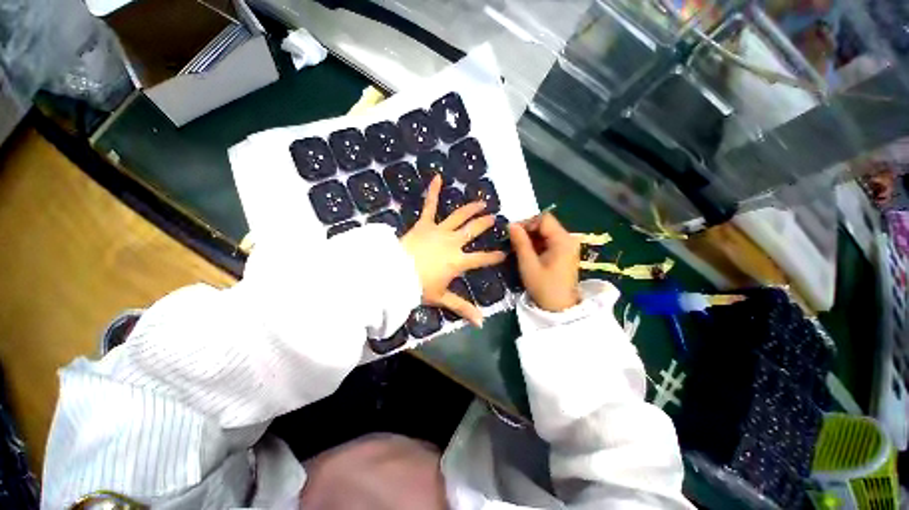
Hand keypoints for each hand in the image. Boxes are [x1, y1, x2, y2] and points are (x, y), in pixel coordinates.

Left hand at [400, 176, 505, 325]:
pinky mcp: (424, 224)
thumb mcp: (442, 298)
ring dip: (471, 208)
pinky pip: (429, 206)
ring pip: (459, 216)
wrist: (395, 274)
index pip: (482, 259)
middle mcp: (453, 243)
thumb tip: (481, 323)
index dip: (494, 256)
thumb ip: (462, 308)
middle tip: (494, 218)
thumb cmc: (418, 287)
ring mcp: (439, 231)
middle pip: (474, 231)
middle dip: (485, 224)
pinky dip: (433, 191)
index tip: (505, 252)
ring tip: (482, 201)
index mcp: (458, 261)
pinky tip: (437, 177)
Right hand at [508, 213, 580, 311]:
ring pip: (546, 233)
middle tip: (513, 240)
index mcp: (562, 240)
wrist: (559, 308)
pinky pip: (548, 241)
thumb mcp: (528, 264)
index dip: (527, 222)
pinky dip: (537, 244)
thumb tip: (511, 225)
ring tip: (518, 247)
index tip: (512, 232)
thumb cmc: (544, 287)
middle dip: (528, 230)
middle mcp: (568, 239)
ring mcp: (567, 246)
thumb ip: (520, 242)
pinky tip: (528, 253)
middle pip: (545, 225)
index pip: (544, 219)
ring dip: (531, 238)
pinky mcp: (564, 253)